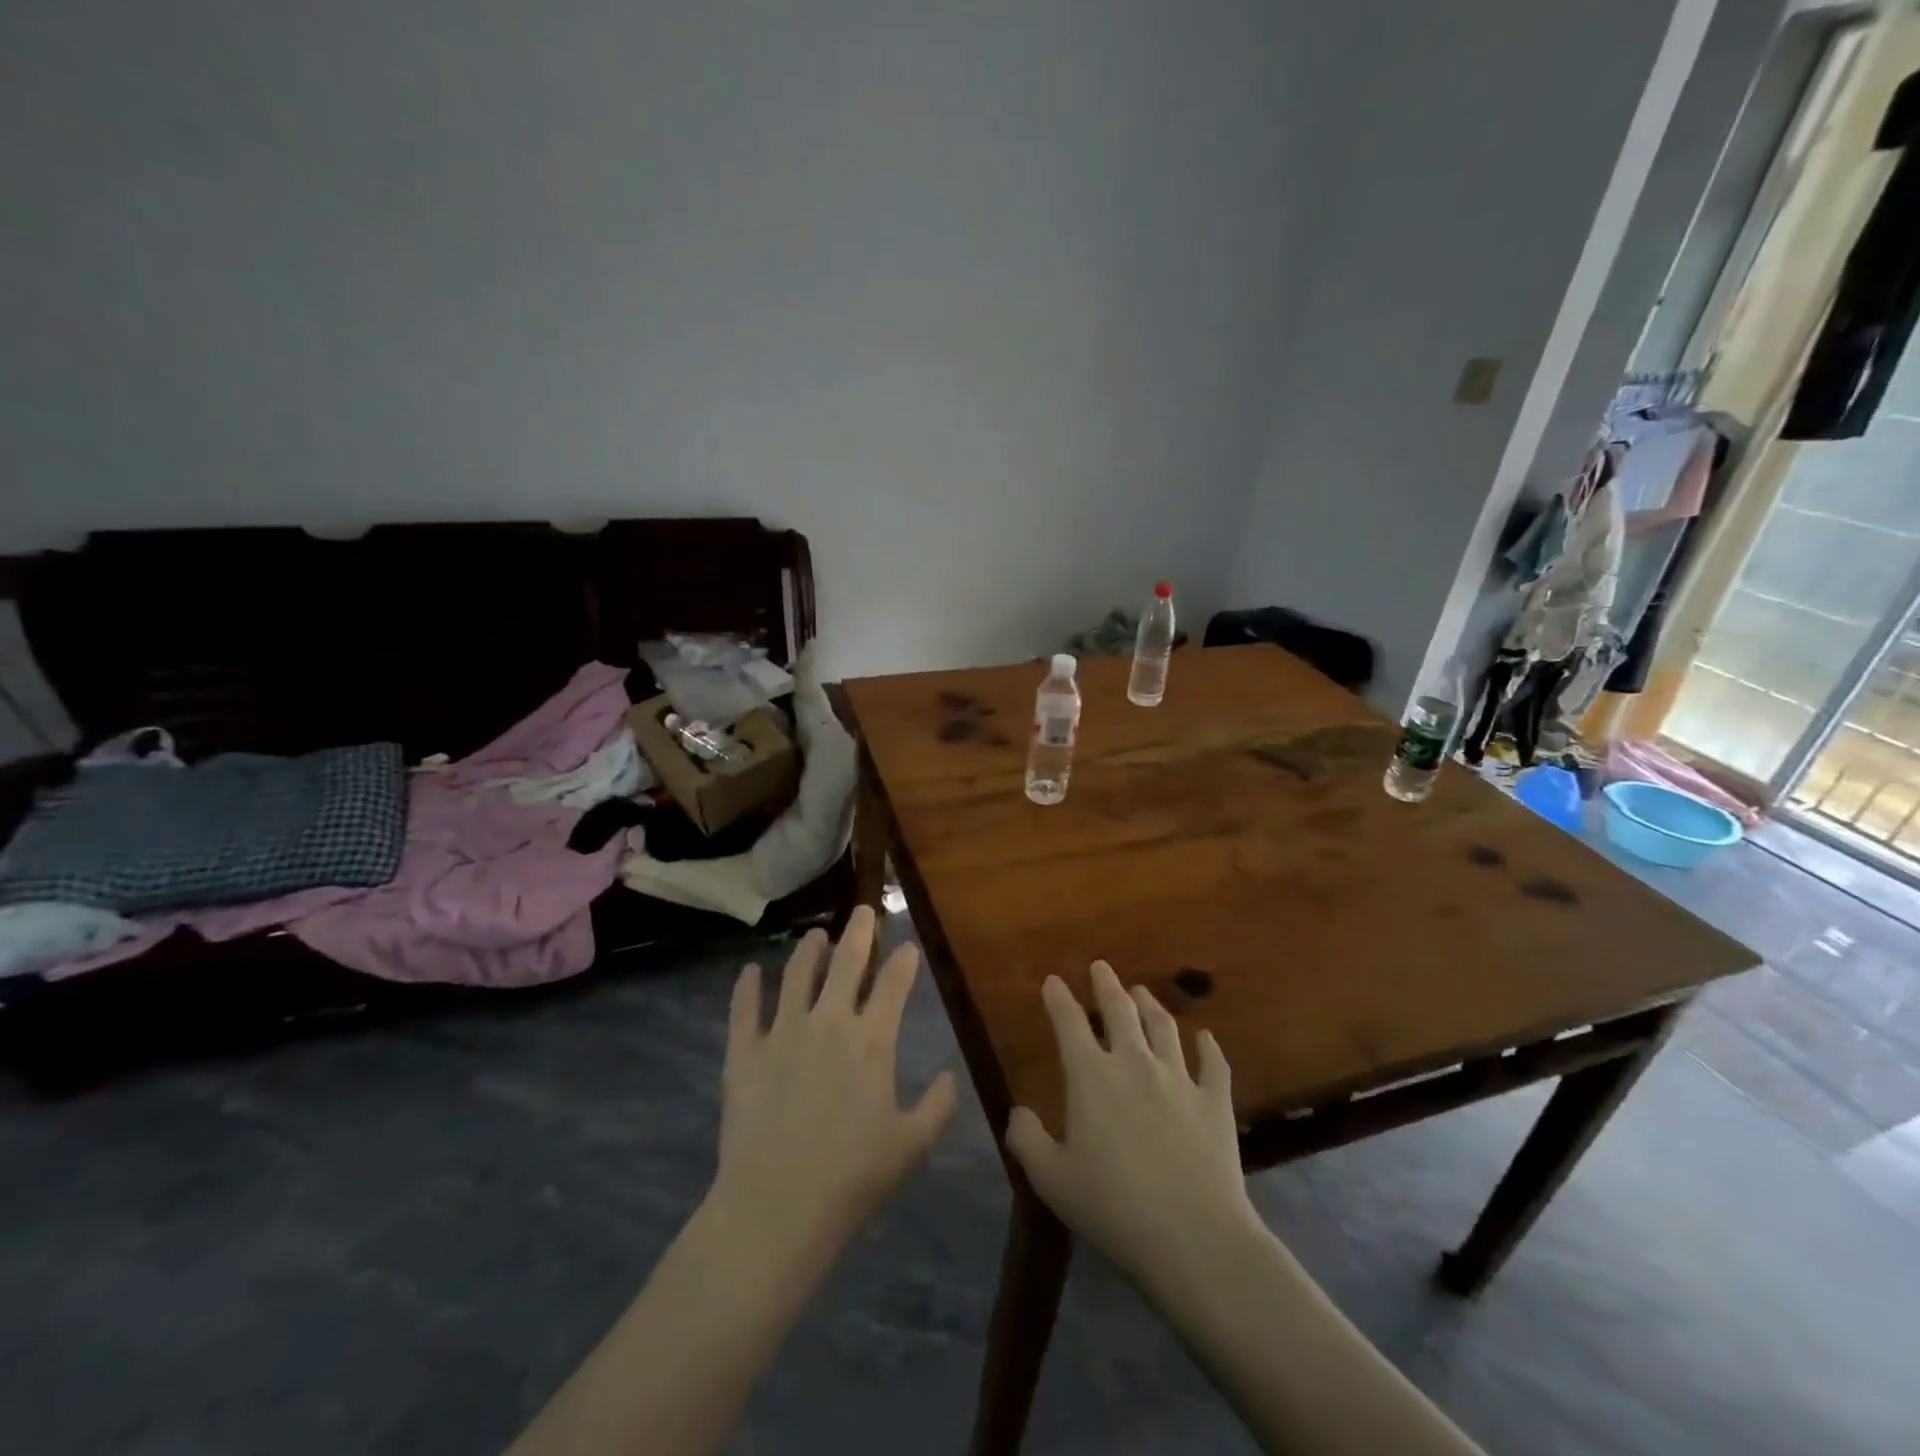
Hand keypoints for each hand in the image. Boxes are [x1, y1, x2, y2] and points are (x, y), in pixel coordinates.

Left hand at [711, 907, 957, 1256]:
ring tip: (814, 935)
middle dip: (859, 932)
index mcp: (872, 1041)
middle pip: (846, 963)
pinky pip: (744, 1009)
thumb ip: (937, 1106)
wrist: (778, 1206)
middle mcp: (829, 1022)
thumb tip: (950, 1076)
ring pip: (797, 974)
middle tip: (863, 910)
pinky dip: (747, 987)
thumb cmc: (853, 1177)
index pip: (893, 985)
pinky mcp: (744, 1052)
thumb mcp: (911, 1145)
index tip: (907, 947)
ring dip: (808, 950)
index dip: (903, 962)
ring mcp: (783, 1032)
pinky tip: (750, 971)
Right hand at [1005, 961, 1260, 1288]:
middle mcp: (1134, 1063)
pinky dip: (1208, 1047)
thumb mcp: (1052, 1180)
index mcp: (1091, 1076)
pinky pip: (1213, 1064)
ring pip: (1164, 1027)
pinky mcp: (1215, 1102)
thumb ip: (1027, 1140)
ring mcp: (1179, 1079)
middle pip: (1120, 1011)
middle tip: (1101, 966)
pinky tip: (1206, 1038)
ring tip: (1142, 991)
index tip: (1053, 980)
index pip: (1069, 1023)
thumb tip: (1018, 1113)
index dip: (1059, 998)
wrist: (1194, 1237)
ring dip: (1150, 1004)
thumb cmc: (1113, 1208)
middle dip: (1107, 985)